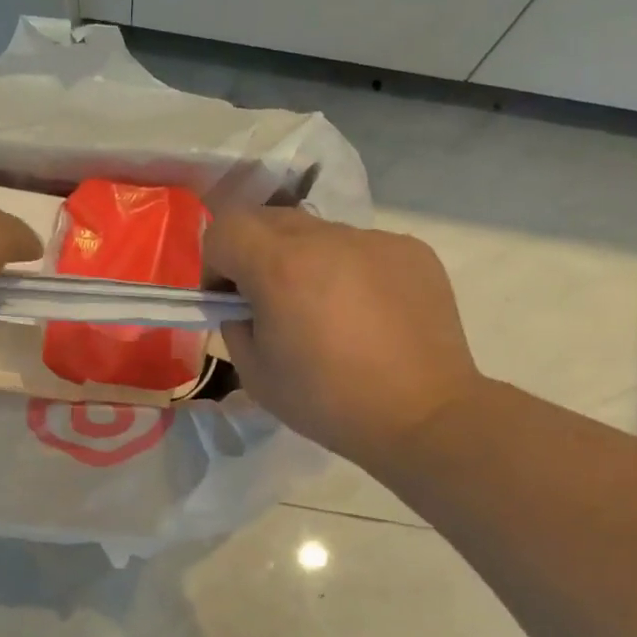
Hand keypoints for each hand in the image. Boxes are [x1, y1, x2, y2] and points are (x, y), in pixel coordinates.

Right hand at [204, 208, 486, 467]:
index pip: (224, 229)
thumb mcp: (255, 374)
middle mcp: (327, 238)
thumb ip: (236, 324)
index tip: (230, 300)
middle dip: (256, 256)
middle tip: (273, 304)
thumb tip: (246, 305)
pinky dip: (351, 272)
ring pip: (319, 234)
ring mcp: (375, 240)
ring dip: (306, 262)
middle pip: (269, 220)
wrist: (421, 416)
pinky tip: (368, 317)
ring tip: (328, 314)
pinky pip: (362, 249)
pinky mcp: (411, 250)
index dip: (215, 263)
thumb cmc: (327, 402)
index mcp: (280, 267)